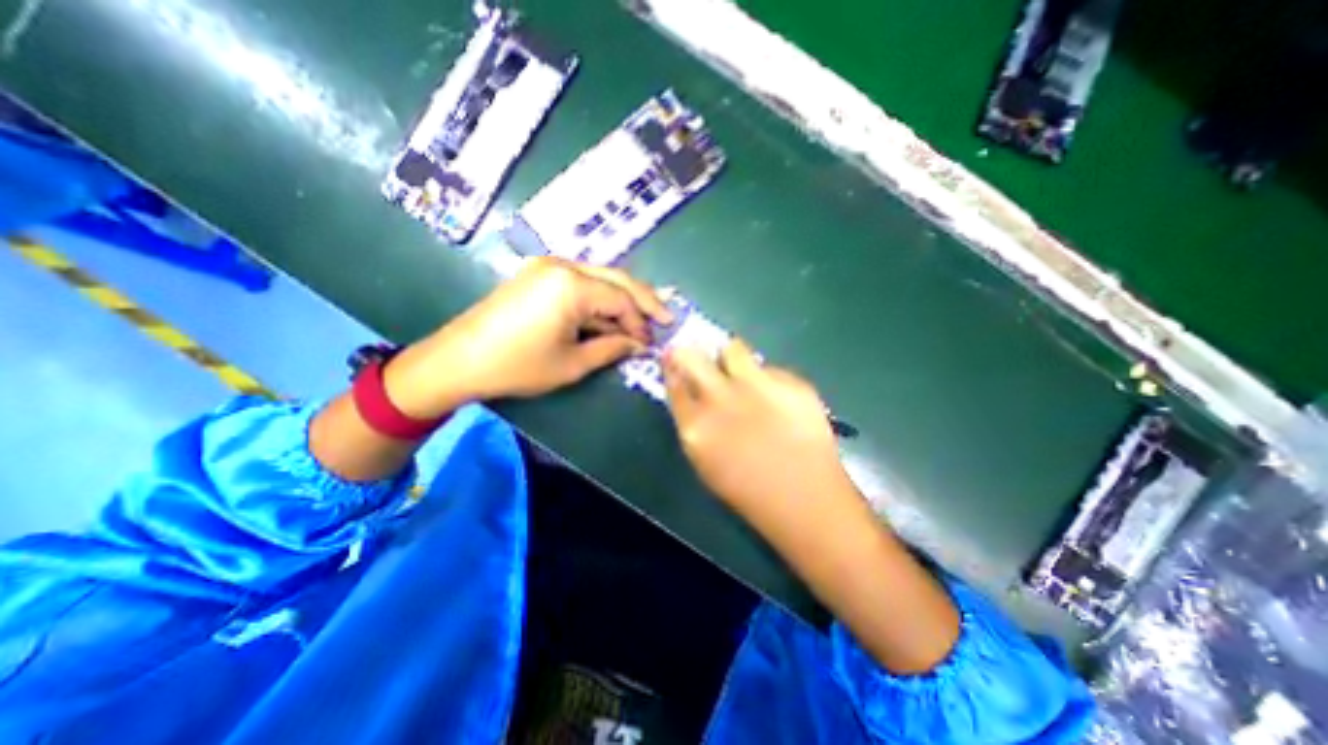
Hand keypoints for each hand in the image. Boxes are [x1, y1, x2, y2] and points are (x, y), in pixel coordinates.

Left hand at [388, 255, 674, 419]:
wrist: (459, 360)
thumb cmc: (518, 366)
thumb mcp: (573, 364)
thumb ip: (612, 349)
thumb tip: (639, 345)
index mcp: (571, 285)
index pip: (621, 298)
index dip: (640, 322)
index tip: (650, 344)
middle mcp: (562, 265)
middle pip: (617, 277)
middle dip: (643, 300)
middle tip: (665, 319)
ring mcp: (547, 266)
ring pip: (600, 277)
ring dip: (622, 299)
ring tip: (641, 320)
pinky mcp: (538, 274)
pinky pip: (581, 282)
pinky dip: (600, 299)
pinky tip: (609, 315)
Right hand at [658, 338, 855, 522]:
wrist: (804, 498)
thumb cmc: (747, 489)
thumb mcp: (705, 460)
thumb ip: (695, 422)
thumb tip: (693, 394)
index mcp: (695, 425)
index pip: (673, 382)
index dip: (672, 367)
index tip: (674, 360)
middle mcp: (720, 398)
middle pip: (691, 356)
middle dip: (691, 352)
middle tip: (701, 358)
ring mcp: (757, 386)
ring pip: (733, 349)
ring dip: (733, 358)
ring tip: (744, 375)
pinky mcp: (790, 382)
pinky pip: (771, 368)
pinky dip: (769, 379)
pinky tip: (780, 401)